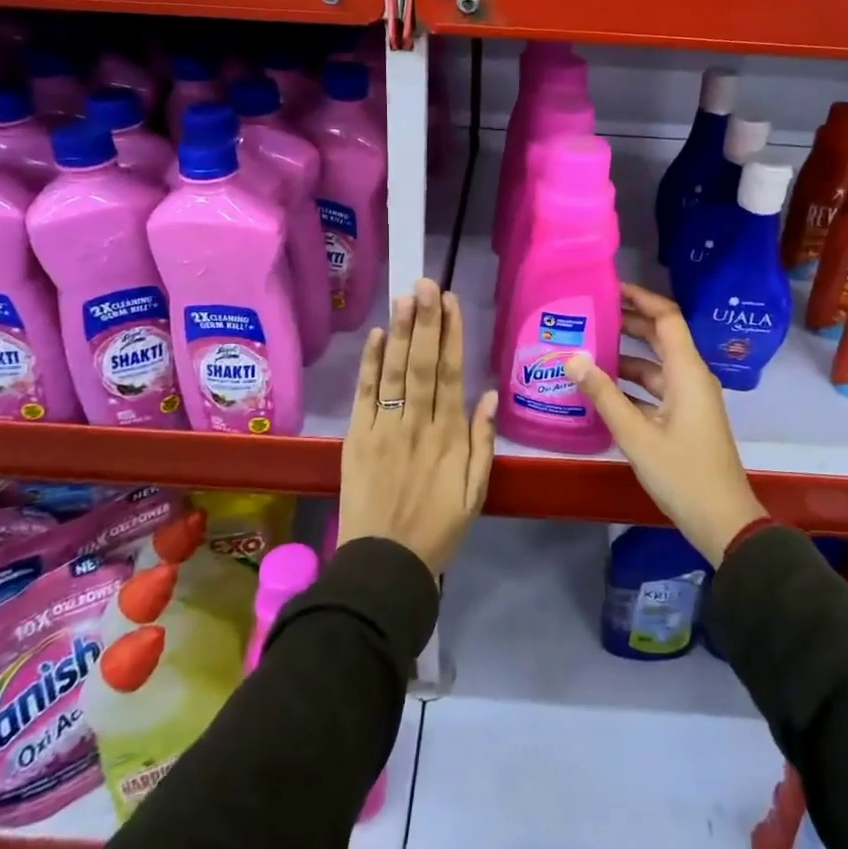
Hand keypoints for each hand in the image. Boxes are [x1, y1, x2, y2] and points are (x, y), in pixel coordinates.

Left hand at [339, 278, 497, 574]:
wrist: (385, 565)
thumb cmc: (438, 529)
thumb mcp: (476, 492)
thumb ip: (483, 443)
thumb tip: (489, 395)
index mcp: (450, 437)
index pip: (451, 374)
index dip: (452, 335)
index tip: (452, 302)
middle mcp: (418, 424)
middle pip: (423, 364)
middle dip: (427, 321)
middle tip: (427, 282)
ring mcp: (385, 429)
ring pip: (395, 372)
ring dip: (401, 332)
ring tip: (406, 297)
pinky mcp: (358, 438)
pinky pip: (366, 395)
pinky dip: (371, 364)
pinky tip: (378, 335)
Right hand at [566, 284, 764, 566]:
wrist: (722, 520)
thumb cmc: (682, 473)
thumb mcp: (636, 434)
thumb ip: (603, 395)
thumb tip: (572, 359)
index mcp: (687, 372)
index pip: (666, 318)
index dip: (641, 298)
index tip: (609, 288)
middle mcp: (691, 377)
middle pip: (661, 337)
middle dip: (629, 323)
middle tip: (590, 314)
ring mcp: (690, 399)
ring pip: (656, 365)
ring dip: (626, 355)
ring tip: (588, 348)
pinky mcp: (685, 418)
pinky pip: (656, 388)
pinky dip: (632, 383)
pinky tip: (602, 388)